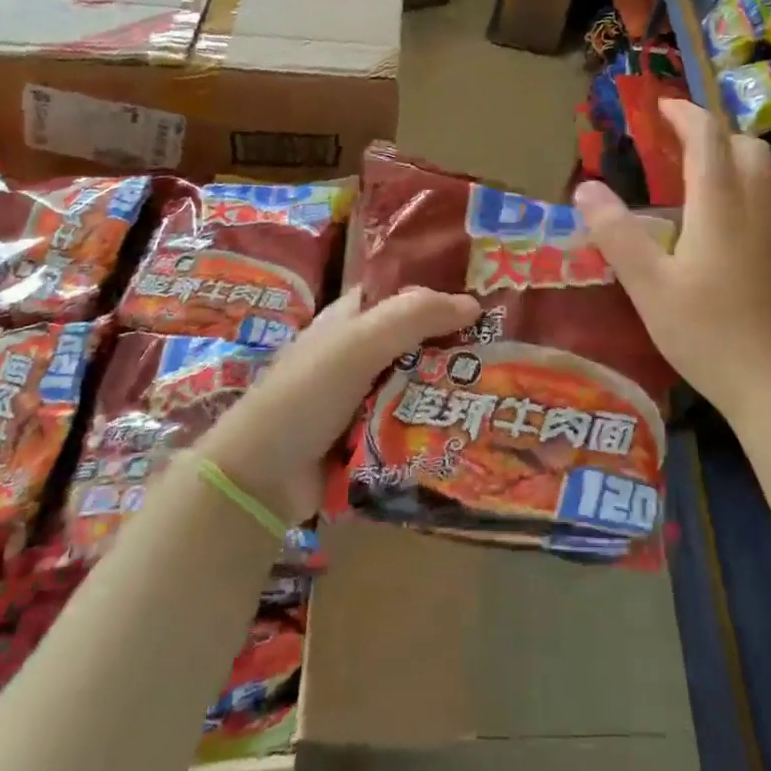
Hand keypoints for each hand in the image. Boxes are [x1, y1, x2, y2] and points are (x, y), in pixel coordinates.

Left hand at [196, 286, 480, 524]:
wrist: (260, 478)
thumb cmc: (305, 394)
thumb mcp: (358, 344)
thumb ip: (413, 318)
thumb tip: (474, 304)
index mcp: (351, 320)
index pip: (403, 294)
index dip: (440, 293)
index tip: (488, 301)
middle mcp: (361, 353)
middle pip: (419, 341)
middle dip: (457, 345)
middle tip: (509, 349)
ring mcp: (366, 398)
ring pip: (420, 383)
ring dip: (452, 387)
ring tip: (505, 388)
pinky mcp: (372, 437)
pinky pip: (414, 422)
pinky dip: (437, 423)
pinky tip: (477, 424)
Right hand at [572, 100, 770, 422]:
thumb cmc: (709, 333)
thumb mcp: (649, 287)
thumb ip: (616, 234)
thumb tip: (585, 187)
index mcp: (721, 202)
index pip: (708, 135)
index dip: (683, 113)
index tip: (658, 108)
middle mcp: (758, 202)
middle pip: (743, 143)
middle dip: (710, 132)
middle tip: (674, 145)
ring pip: (764, 168)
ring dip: (732, 156)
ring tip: (696, 177)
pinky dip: (746, 183)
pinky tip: (725, 219)